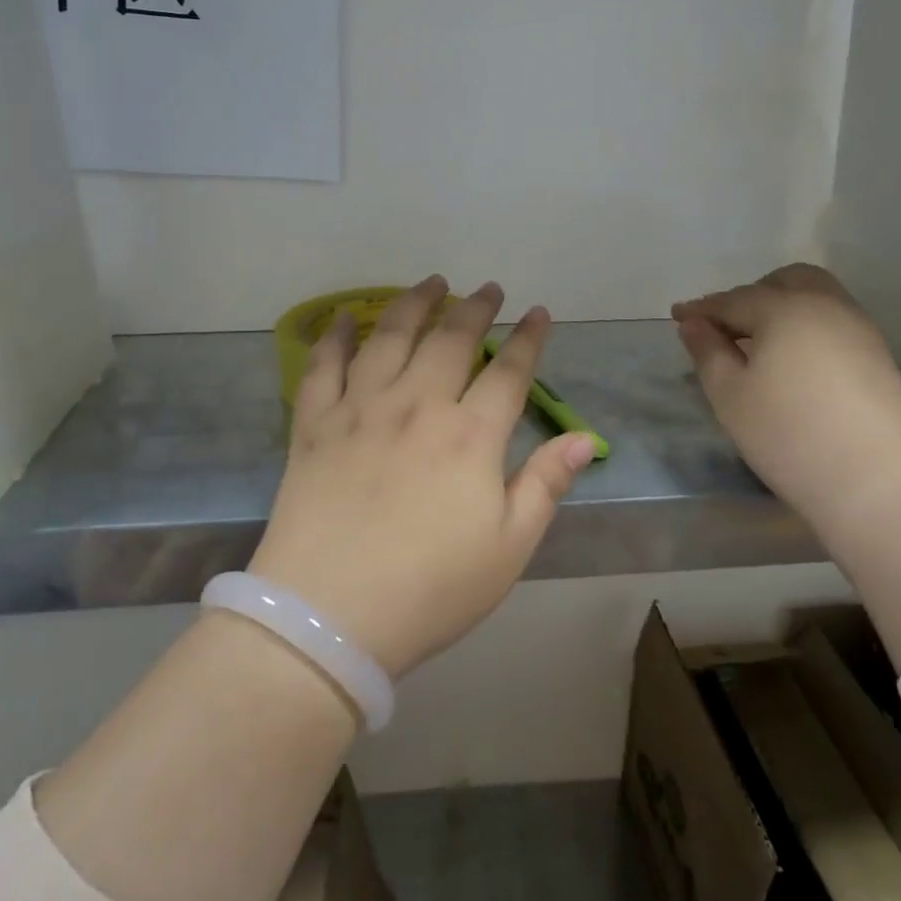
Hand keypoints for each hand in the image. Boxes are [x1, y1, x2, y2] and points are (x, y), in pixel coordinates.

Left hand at [251, 275, 595, 679]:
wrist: (329, 616)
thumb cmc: (431, 589)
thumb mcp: (509, 548)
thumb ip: (545, 485)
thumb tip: (584, 439)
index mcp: (470, 436)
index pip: (508, 372)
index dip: (528, 339)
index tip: (539, 314)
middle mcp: (418, 406)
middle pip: (451, 340)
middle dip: (475, 308)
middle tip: (488, 288)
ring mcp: (361, 410)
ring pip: (391, 337)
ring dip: (414, 304)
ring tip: (431, 283)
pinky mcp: (315, 425)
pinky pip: (325, 366)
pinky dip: (336, 336)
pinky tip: (347, 317)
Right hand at [672, 264, 900, 525]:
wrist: (881, 483)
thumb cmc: (790, 436)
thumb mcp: (730, 396)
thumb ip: (708, 353)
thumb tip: (694, 324)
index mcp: (784, 308)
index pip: (733, 299)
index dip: (702, 309)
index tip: (677, 316)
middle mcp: (826, 306)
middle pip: (786, 282)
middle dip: (752, 295)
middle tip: (727, 328)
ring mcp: (860, 330)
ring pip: (817, 300)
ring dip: (784, 310)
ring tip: (760, 348)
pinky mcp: (880, 358)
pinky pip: (835, 325)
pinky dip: (808, 331)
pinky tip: (795, 366)